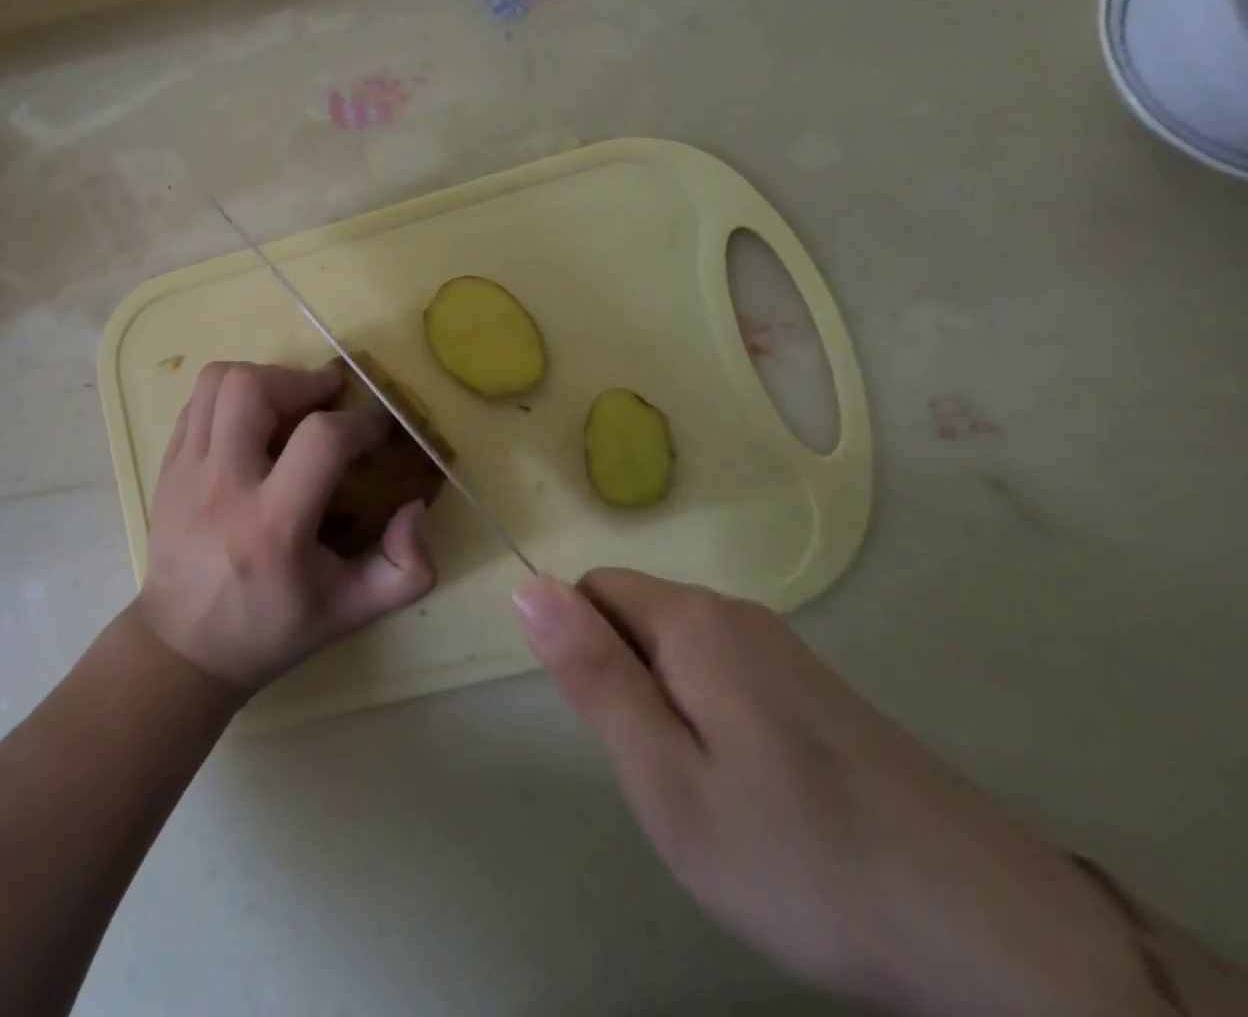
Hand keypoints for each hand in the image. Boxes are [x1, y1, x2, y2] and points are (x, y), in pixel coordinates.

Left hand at [134, 361, 435, 693]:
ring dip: (263, 378)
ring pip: (218, 381)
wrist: (184, 647)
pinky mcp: (167, 466)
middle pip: (252, 388)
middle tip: (327, 398)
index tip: (375, 430)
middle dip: (300, 381)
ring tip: (288, 402)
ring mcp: (186, 471)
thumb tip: (414, 505)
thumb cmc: (272, 629)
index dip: (360, 423)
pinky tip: (253, 421)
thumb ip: (405, 568)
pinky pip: (197, 401)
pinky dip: (231, 396)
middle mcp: (223, 486)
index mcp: (273, 526)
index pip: (320, 440)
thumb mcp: (351, 612)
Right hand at [514, 572, 1164, 1016]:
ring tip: (712, 792)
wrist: (996, 935)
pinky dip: (712, 718)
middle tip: (665, 775)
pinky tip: (759, 795)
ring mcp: (783, 648)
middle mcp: (735, 612)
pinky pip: (724, 674)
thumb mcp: (665, 778)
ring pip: (677, 649)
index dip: (583, 654)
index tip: (619, 732)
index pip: (590, 590)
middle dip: (625, 682)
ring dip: (667, 706)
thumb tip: (526, 586)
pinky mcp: (816, 687)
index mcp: (692, 619)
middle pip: (634, 616)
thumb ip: (593, 674)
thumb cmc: (798, 856)